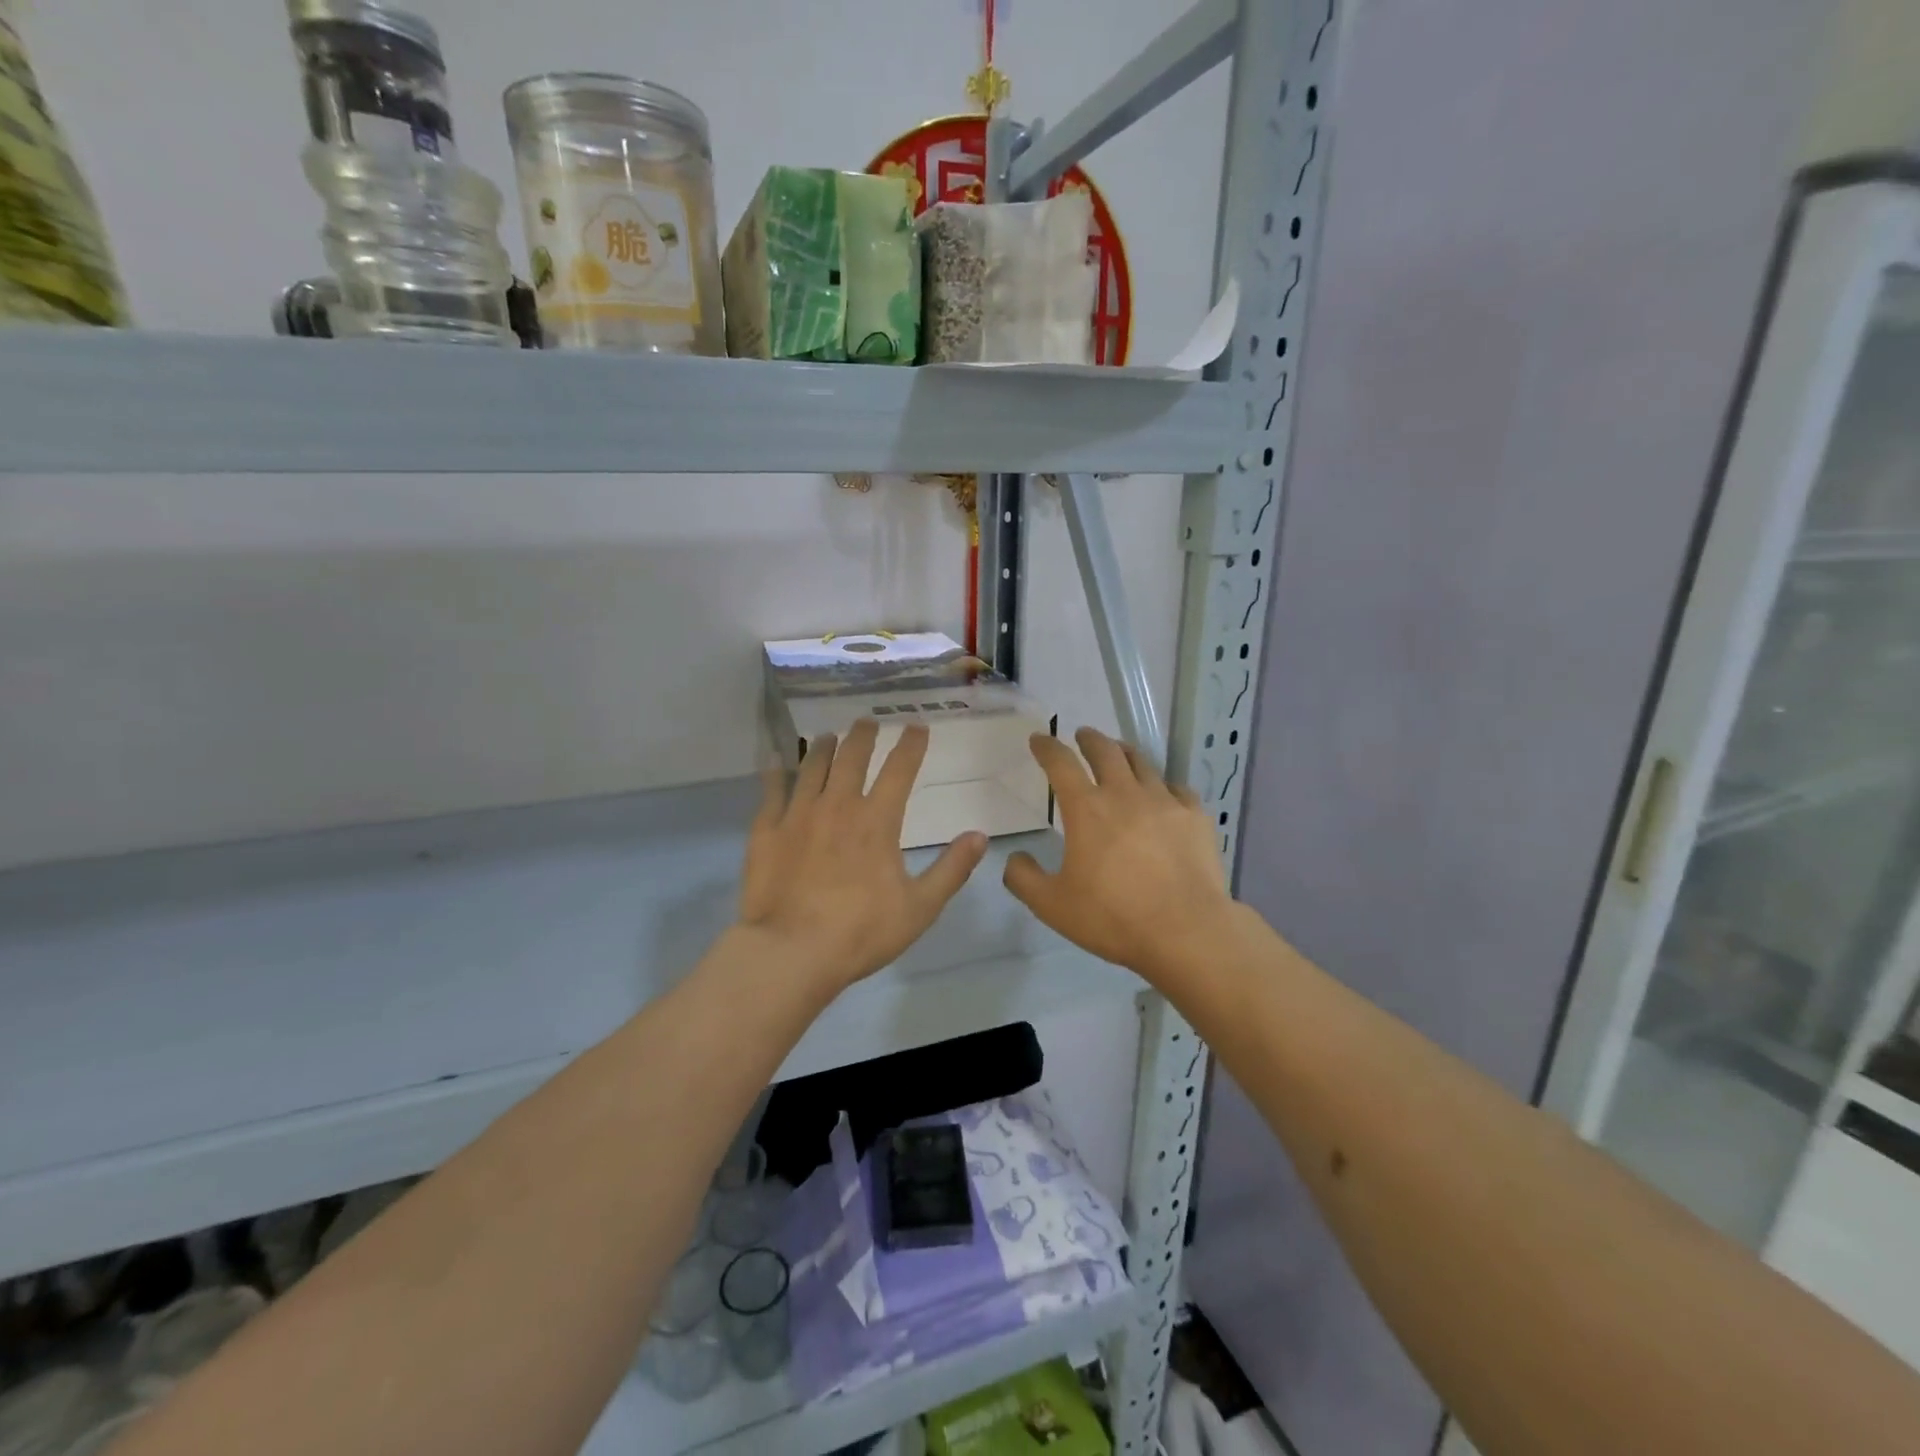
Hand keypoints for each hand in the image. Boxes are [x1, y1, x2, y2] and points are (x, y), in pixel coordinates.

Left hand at [738, 719, 988, 995]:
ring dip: (823, 747)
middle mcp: (838, 805)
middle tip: (867, 722)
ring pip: (812, 767)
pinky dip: (775, 773)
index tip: (917, 726)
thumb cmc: (861, 932)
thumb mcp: (920, 907)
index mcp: (878, 820)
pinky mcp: (767, 831)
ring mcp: (798, 814)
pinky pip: (771, 791)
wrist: (792, 951)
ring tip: (827, 736)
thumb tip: (979, 835)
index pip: (899, 769)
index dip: (911, 744)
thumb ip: (951, 869)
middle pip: (852, 757)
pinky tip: (775, 762)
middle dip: (863, 735)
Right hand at [1004, 726, 1233, 981]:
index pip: (1060, 763)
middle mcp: (1124, 794)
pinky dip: (1163, 785)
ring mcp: (1164, 801)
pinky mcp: (1195, 816)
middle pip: (1105, 751)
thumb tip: (1015, 858)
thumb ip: (1024, 878)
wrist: (1186, 931)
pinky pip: (1177, 788)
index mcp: (1086, 809)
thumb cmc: (1113, 917)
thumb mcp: (1051, 905)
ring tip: (1119, 753)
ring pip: (1142, 763)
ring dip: (1124, 752)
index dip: (1047, 747)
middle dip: (1089, 739)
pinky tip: (1163, 794)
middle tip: (1082, 735)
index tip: (1039, 739)